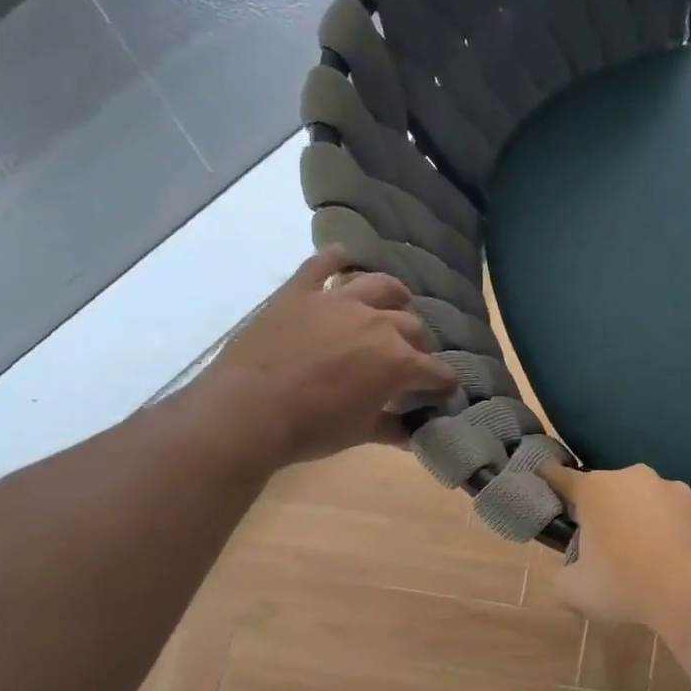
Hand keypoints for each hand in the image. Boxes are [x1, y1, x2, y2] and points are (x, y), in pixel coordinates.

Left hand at [190, 248, 457, 467]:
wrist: (247, 412)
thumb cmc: (310, 429)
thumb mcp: (360, 434)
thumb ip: (393, 427)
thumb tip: (415, 430)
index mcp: (398, 361)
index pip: (436, 371)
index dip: (443, 384)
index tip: (442, 393)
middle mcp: (377, 323)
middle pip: (413, 327)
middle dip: (417, 345)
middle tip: (408, 360)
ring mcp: (338, 302)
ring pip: (380, 286)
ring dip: (394, 295)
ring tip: (395, 302)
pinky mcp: (301, 292)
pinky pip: (323, 263)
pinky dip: (336, 258)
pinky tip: (344, 256)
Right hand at [539, 463, 690, 627]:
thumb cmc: (625, 585)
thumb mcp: (574, 591)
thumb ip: (563, 576)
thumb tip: (571, 573)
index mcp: (596, 489)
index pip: (562, 477)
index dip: (550, 480)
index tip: (544, 479)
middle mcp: (634, 477)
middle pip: (609, 489)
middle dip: (605, 510)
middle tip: (605, 546)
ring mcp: (674, 488)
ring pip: (648, 500)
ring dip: (643, 518)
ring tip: (649, 556)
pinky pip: (680, 517)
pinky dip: (676, 531)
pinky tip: (679, 560)